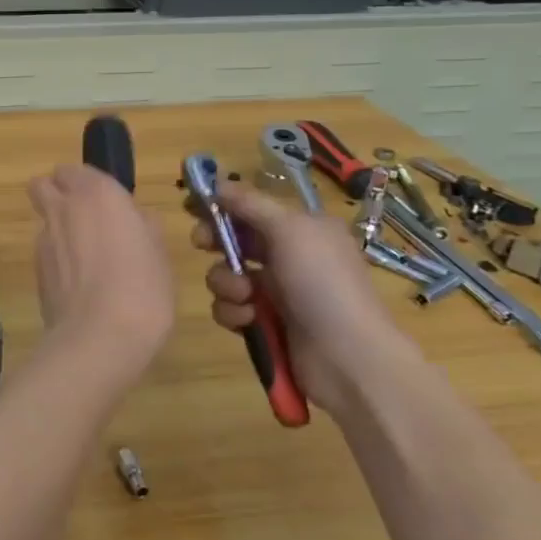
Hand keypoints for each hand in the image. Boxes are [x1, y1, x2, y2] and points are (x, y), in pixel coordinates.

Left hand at [27, 164, 176, 386]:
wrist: (99, 336)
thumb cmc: (142, 288)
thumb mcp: (159, 253)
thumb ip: (143, 227)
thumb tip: (135, 220)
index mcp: (97, 193)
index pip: (75, 170)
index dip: (87, 183)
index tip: (108, 203)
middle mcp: (64, 207)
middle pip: (44, 184)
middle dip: (57, 193)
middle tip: (85, 219)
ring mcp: (44, 238)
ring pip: (43, 218)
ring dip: (59, 228)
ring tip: (86, 260)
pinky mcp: (35, 268)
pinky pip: (44, 250)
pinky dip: (57, 258)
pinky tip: (78, 284)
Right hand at [192, 184, 417, 419]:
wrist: (348, 357)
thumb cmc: (322, 283)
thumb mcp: (289, 230)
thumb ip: (250, 204)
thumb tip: (218, 182)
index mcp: (302, 229)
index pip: (253, 208)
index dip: (222, 205)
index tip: (192, 206)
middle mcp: (290, 257)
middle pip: (234, 239)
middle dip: (216, 242)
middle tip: (202, 244)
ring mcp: (277, 292)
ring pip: (227, 275)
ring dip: (226, 283)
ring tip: (245, 297)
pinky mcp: (265, 324)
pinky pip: (231, 308)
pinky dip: (233, 312)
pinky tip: (249, 320)